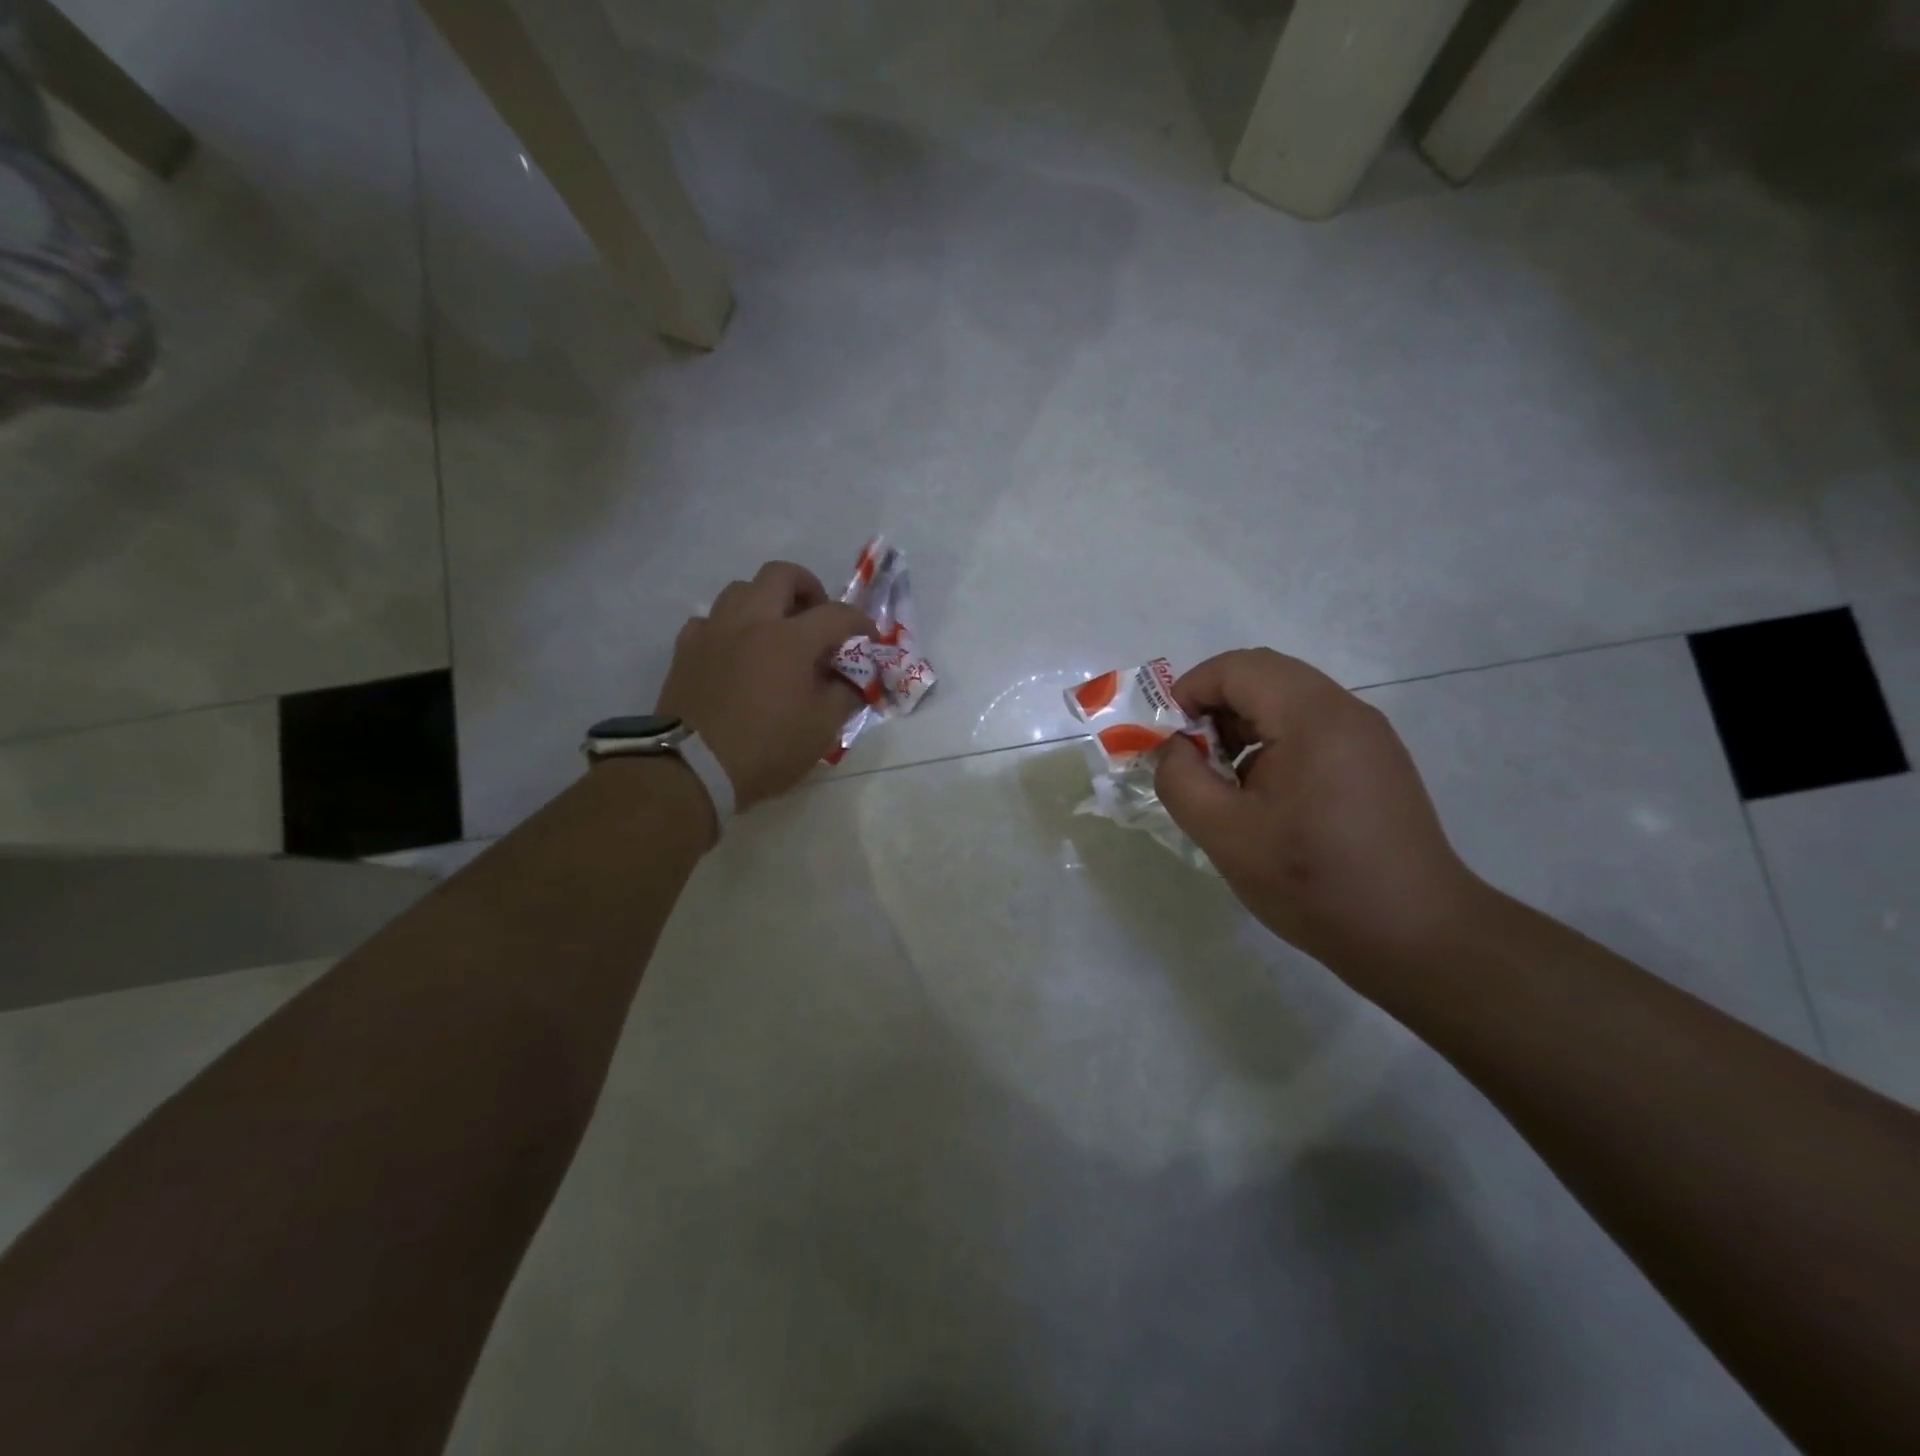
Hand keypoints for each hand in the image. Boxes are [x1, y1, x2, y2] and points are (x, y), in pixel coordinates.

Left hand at [655, 562, 872, 811]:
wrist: (692, 769)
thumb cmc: (766, 749)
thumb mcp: (821, 730)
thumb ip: (844, 696)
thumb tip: (852, 681)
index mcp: (790, 639)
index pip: (837, 614)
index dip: (860, 623)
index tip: (869, 640)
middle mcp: (751, 621)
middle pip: (781, 574)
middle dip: (808, 588)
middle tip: (817, 617)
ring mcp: (714, 631)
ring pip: (741, 589)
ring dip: (765, 601)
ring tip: (776, 631)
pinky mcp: (685, 649)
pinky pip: (710, 620)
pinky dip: (729, 627)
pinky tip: (736, 651)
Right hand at [1154, 648, 1488, 972]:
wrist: (1415, 936)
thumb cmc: (1312, 881)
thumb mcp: (1224, 833)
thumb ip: (1180, 779)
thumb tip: (1173, 749)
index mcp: (1311, 716)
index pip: (1236, 668)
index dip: (1189, 692)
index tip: (1169, 743)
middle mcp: (1345, 710)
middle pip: (1262, 677)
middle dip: (1213, 709)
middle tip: (1192, 761)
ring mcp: (1367, 735)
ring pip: (1286, 701)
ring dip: (1242, 727)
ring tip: (1225, 783)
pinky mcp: (1376, 761)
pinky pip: (1311, 729)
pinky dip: (1273, 744)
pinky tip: (1265, 798)